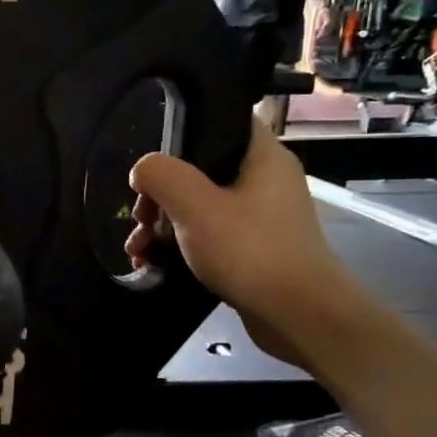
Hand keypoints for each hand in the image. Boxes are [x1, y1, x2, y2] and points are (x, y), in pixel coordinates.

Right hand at [124, 121, 361, 367]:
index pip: (224, 120)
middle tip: (140, 216)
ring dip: (162, 224)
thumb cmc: (249, 250)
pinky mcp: (253, 249)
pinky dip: (178, 245)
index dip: (185, 130)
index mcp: (263, 157)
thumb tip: (142, 170)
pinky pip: (207, 235)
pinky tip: (151, 263)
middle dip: (160, 193)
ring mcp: (261, 217)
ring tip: (137, 249)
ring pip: (198, 206)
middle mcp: (265, 181)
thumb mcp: (195, 206)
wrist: (298, 316)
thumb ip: (161, 176)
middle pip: (200, 170)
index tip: (152, 155)